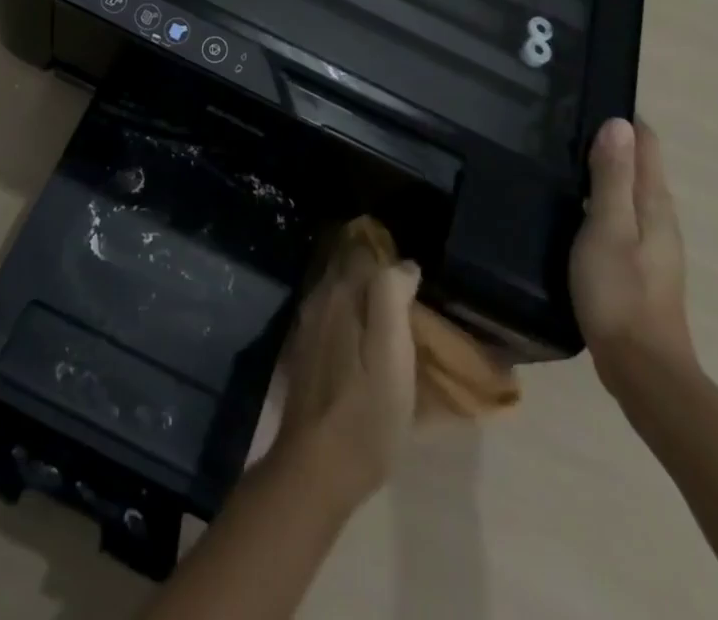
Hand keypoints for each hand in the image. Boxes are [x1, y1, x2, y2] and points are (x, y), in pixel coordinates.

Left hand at [273, 246, 420, 509]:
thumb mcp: (392, 357)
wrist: (315, 467)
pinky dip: (350, 314)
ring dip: (362, 292)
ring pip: (338, 291)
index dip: (388, 255)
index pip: (363, 251)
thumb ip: (391, 298)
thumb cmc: (365, 414)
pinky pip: (331, 314)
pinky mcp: (305, 352)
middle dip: (374, 269)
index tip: (412, 271)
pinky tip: (366, 338)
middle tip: (407, 290)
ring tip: (392, 313)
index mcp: (340, 295)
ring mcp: (307, 326)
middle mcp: (318, 299)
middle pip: (347, 267)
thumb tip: (404, 264)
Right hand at [571, 117, 696, 397]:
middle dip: (610, 140)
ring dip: (604, 170)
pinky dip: (599, 198)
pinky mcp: (637, 265)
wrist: (642, 369)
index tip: (586, 97)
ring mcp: (651, 245)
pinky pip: (620, 215)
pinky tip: (571, 205)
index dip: (623, 119)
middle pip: (639, 166)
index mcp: (656, 205)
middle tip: (561, 121)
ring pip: (629, 191)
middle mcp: (660, 219)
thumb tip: (619, 124)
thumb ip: (611, 178)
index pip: (647, 145)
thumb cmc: (620, 292)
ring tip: (560, 154)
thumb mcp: (608, 228)